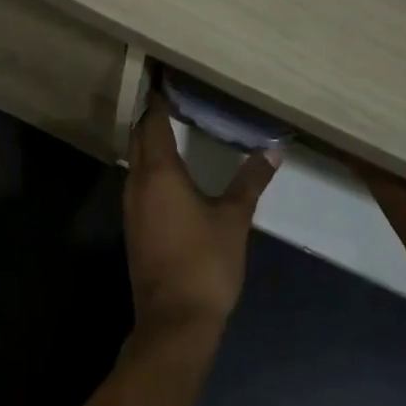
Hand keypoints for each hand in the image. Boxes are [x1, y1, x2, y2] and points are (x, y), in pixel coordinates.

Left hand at [123, 96, 278, 335]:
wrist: (174, 323)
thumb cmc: (205, 263)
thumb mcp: (234, 218)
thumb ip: (251, 180)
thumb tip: (274, 148)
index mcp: (160, 173)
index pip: (152, 123)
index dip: (158, 102)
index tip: (168, 82)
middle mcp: (138, 183)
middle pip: (138, 139)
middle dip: (151, 118)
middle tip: (173, 100)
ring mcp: (132, 207)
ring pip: (135, 161)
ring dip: (148, 143)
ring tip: (173, 128)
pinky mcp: (134, 227)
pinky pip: (137, 182)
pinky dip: (149, 167)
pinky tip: (170, 172)